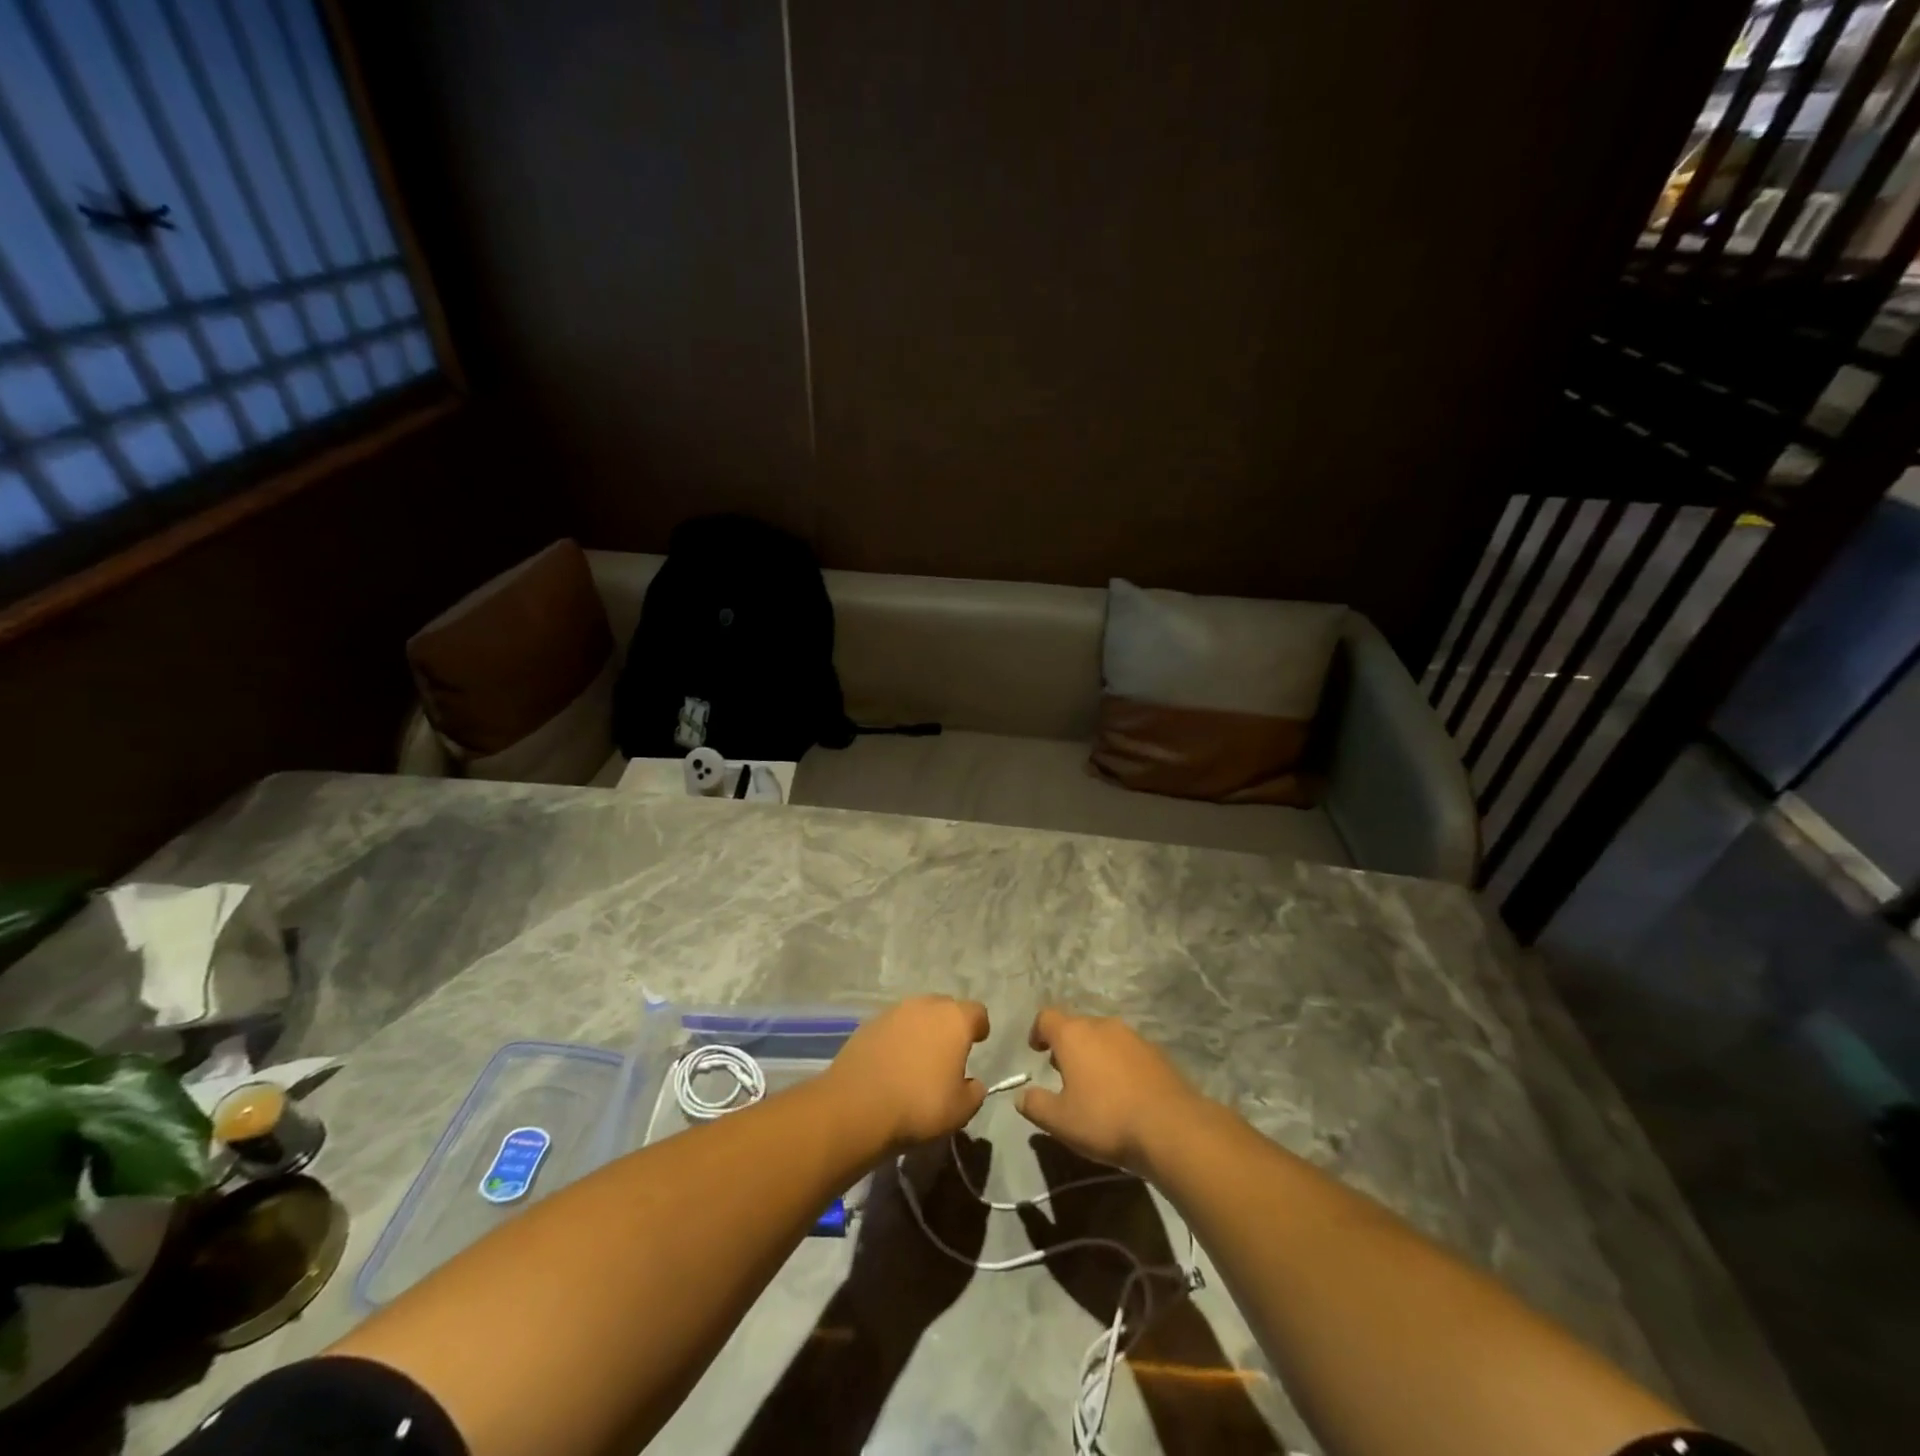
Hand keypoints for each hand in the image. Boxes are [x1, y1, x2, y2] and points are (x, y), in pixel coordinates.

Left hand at [826, 996, 989, 1149]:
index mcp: (954, 1020)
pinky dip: (897, 1038)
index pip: (977, 1012)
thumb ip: (974, 1092)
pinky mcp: (867, 1024)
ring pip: (916, 1014)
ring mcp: (893, 1012)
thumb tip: (973, 1083)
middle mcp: (925, 1006)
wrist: (857, 1105)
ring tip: (918, 1058)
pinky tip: (893, 1063)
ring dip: (921, 1030)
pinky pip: (892, 1026)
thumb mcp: (960, 1110)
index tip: (978, 1042)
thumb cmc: (919, 1105)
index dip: (979, 1026)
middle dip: (949, 1025)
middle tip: (948, 1052)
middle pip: (945, 1007)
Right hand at [1018, 1008, 1206, 1174]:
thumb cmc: (1106, 1119)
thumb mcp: (1061, 1121)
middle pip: (1077, 1025)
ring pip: (1104, 1036)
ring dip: (1094, 1053)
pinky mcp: (1156, 1052)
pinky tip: (1124, 1092)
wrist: (1171, 1127)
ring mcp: (1133, 1036)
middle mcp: (1102, 1025)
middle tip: (1063, 1072)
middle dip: (1067, 1045)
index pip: (1046, 1017)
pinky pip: (1127, 1051)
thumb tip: (1021, 1096)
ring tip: (1094, 1084)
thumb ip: (1036, 1105)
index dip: (1038, 1031)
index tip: (1036, 1050)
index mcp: (1074, 1035)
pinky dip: (1119, 1063)